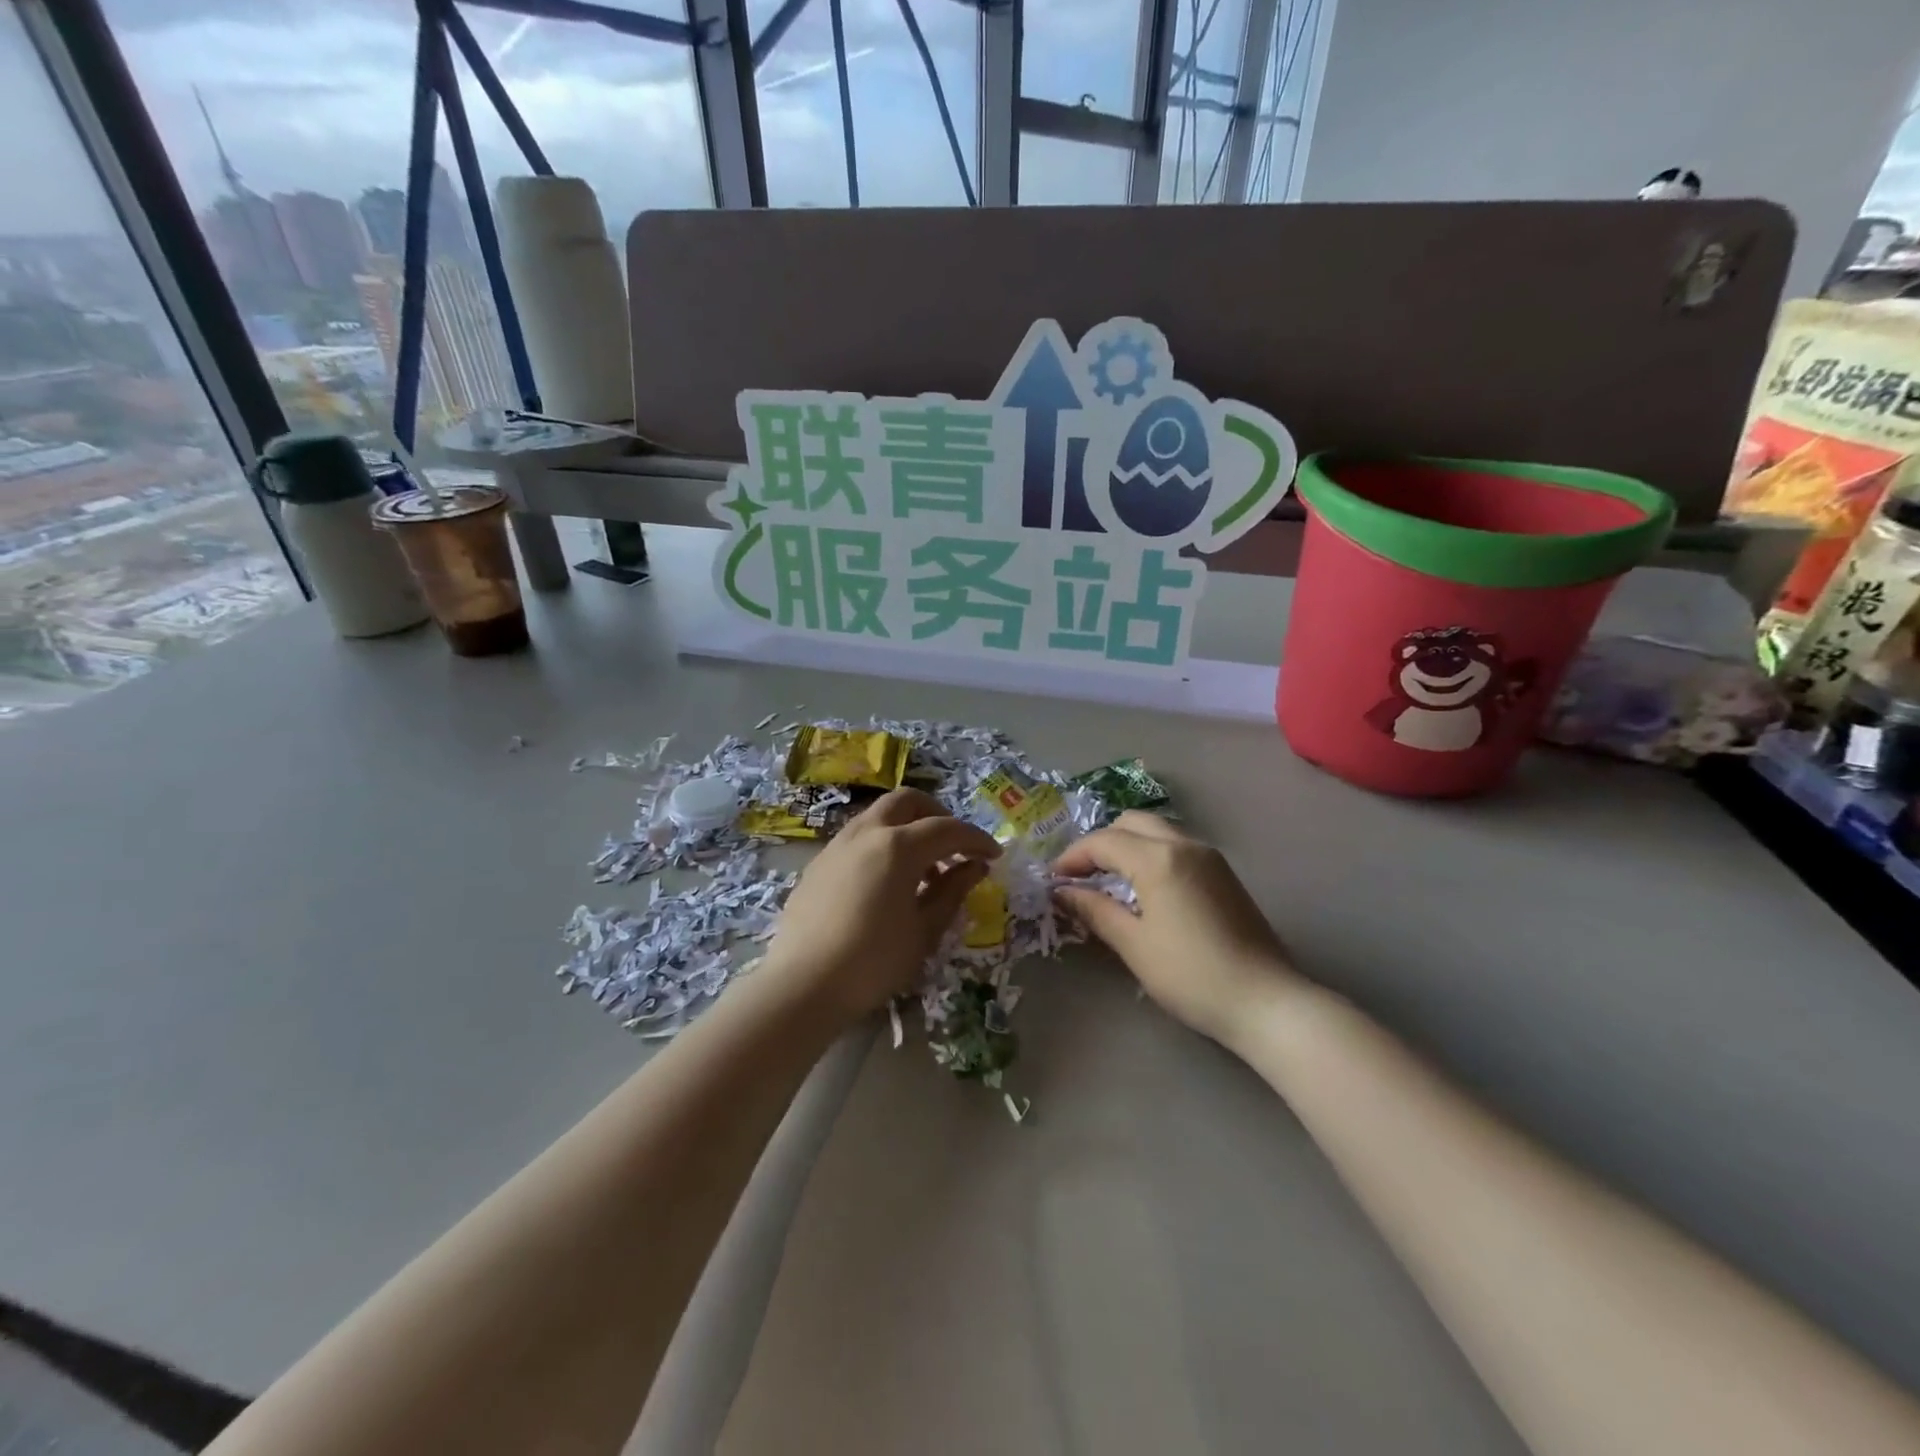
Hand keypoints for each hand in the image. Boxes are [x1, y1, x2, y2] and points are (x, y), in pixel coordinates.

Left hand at [762, 788, 1001, 1027]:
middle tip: (954, 847)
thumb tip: (975, 866)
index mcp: (898, 846)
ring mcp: (837, 845)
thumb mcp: (924, 930)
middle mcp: (866, 833)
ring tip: (923, 870)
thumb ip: (953, 891)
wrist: (802, 985)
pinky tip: (886, 882)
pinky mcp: (818, 863)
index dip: (976, 839)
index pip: (947, 829)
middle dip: (937, 816)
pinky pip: (858, 838)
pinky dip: (882, 844)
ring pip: (879, 816)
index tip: (994, 856)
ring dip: (907, 828)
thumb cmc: (873, 961)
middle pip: (908, 801)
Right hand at [1052, 812, 1294, 1047]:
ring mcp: (1209, 856)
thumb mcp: (1134, 944)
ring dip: (1126, 846)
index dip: (1073, 857)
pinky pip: (1176, 846)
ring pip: (1156, 831)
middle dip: (1100, 843)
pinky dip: (1150, 854)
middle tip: (1080, 876)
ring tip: (1108, 881)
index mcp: (1158, 858)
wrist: (1265, 1001)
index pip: (1103, 841)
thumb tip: (1063, 892)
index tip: (1054, 880)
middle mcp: (1184, 844)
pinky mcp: (1223, 873)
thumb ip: (1095, 910)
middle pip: (1130, 823)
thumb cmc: (1191, 975)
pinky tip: (1144, 889)